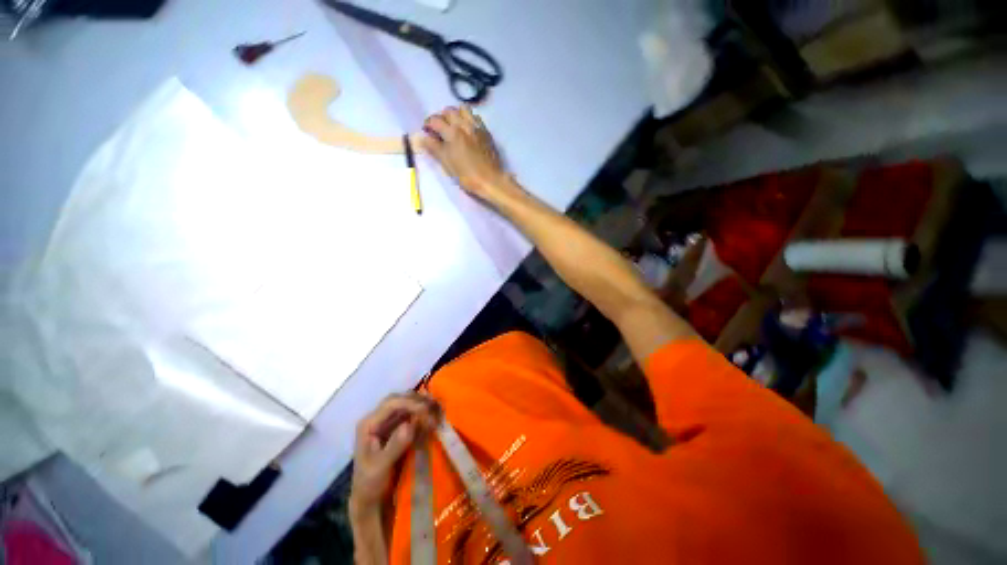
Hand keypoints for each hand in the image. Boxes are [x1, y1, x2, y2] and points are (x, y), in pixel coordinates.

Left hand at [350, 393, 437, 512]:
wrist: (370, 500)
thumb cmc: (370, 484)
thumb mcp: (380, 468)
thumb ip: (394, 446)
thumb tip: (409, 425)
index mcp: (369, 424)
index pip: (391, 404)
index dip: (410, 403)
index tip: (427, 410)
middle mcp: (378, 418)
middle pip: (400, 399)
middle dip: (418, 401)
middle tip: (435, 407)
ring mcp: (388, 423)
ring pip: (407, 404)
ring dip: (422, 404)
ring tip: (437, 409)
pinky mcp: (397, 429)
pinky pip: (411, 414)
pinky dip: (423, 413)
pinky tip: (433, 416)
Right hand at [420, 106, 509, 199]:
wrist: (491, 181)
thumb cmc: (467, 176)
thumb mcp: (447, 164)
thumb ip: (435, 148)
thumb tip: (424, 137)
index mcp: (452, 133)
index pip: (435, 120)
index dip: (428, 124)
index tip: (427, 131)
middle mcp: (464, 125)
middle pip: (449, 111)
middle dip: (441, 117)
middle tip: (439, 129)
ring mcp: (477, 127)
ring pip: (463, 110)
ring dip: (455, 114)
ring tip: (453, 126)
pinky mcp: (486, 132)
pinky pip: (475, 118)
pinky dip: (468, 119)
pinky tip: (467, 130)